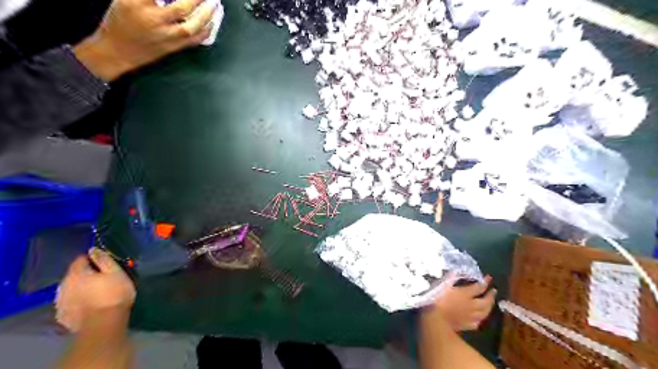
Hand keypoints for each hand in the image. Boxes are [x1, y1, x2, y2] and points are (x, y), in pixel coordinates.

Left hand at [55, 247, 134, 332]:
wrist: (103, 324)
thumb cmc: (114, 294)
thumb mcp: (116, 272)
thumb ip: (104, 260)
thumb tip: (93, 249)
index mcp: (77, 273)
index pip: (80, 259)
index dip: (92, 259)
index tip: (104, 263)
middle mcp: (63, 286)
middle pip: (74, 275)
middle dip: (86, 274)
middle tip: (103, 278)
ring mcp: (61, 302)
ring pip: (70, 289)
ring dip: (81, 288)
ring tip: (96, 292)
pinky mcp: (63, 316)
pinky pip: (70, 303)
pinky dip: (78, 301)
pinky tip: (89, 305)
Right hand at [73, 0, 217, 80]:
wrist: (118, 51)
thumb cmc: (120, 21)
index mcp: (137, 3)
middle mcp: (154, 21)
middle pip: (181, 9)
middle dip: (197, 0)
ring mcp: (166, 36)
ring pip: (191, 27)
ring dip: (206, 15)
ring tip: (214, 4)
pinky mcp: (174, 48)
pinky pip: (194, 41)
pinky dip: (206, 31)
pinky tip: (212, 23)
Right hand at [424, 274, 496, 330]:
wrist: (435, 319)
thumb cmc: (437, 299)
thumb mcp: (442, 284)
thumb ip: (450, 277)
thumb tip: (456, 269)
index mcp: (466, 294)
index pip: (479, 287)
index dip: (485, 282)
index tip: (489, 277)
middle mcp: (471, 305)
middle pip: (485, 301)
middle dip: (491, 296)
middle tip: (494, 291)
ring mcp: (470, 317)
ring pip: (484, 313)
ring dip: (489, 307)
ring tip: (490, 304)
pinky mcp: (466, 326)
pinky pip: (477, 322)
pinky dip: (479, 319)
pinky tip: (479, 318)